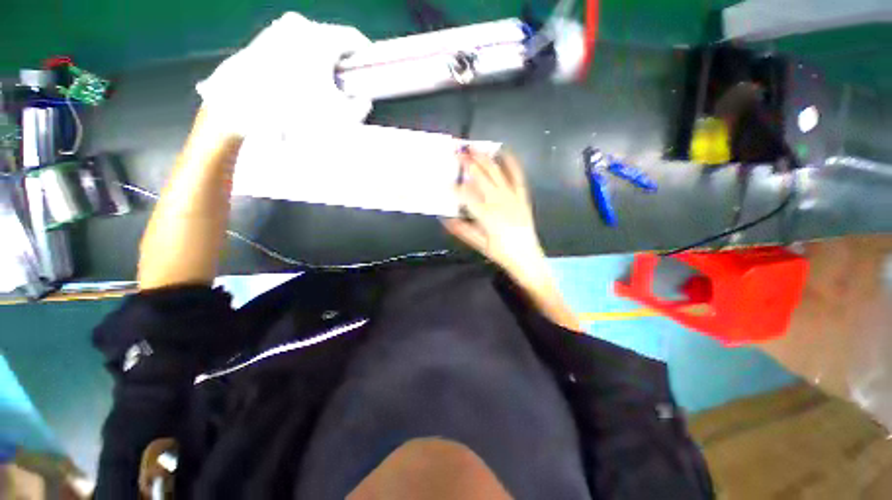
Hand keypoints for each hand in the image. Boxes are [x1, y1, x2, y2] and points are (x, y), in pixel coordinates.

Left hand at [196, 12, 372, 136]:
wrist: (240, 110)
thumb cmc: (295, 112)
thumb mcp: (340, 118)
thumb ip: (361, 106)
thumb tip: (364, 98)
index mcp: (320, 38)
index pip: (354, 39)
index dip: (367, 56)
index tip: (372, 70)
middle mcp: (298, 26)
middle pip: (333, 40)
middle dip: (344, 62)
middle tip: (349, 84)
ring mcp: (277, 30)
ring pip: (312, 44)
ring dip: (323, 62)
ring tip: (323, 88)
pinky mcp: (262, 40)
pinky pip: (293, 48)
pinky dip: (304, 62)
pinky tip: (301, 84)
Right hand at [443, 149, 547, 279]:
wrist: (526, 257)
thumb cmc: (500, 252)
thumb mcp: (478, 243)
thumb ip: (460, 229)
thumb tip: (444, 217)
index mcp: (486, 214)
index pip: (465, 195)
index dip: (454, 187)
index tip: (444, 181)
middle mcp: (499, 200)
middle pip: (480, 176)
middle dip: (467, 163)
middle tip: (456, 151)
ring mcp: (512, 196)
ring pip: (496, 172)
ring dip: (484, 158)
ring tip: (473, 147)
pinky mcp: (522, 196)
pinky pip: (517, 175)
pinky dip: (511, 162)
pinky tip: (503, 151)